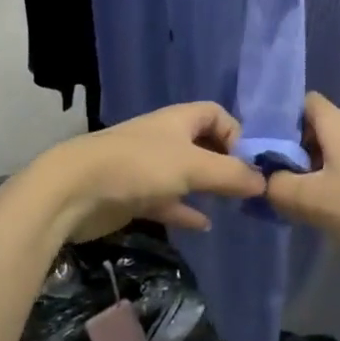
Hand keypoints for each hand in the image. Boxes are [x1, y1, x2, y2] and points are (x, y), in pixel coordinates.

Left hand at [33, 102, 265, 242]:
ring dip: (207, 187)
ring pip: (186, 174)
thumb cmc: (138, 166)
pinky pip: (168, 201)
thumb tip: (265, 182)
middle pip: (203, 144)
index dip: (236, 133)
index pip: (216, 115)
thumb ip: (230, 174)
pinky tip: (203, 225)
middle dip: (225, 163)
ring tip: (232, 206)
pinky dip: (185, 211)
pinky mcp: (135, 195)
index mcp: (179, 120)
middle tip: (247, 189)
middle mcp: (165, 138)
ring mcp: (148, 167)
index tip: (251, 163)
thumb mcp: (192, 166)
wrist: (75, 190)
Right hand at [265, 93, 339, 274]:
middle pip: (319, 129)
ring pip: (337, 152)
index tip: (265, 143)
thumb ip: (278, 188)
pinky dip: (337, 184)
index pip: (306, 101)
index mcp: (339, 127)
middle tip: (277, 177)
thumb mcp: (312, 200)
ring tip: (301, 198)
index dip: (283, 116)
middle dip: (295, 149)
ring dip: (316, 170)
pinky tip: (333, 211)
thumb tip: (264, 181)